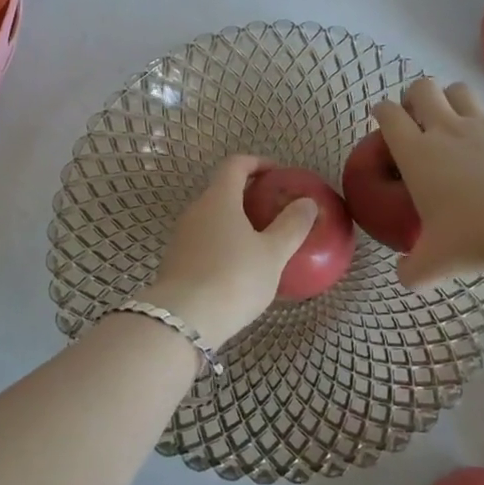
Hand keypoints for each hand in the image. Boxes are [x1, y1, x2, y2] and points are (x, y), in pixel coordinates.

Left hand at [141, 155, 317, 348]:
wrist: (182, 322)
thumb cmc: (233, 278)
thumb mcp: (272, 254)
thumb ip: (292, 226)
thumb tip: (307, 202)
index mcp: (219, 198)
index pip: (236, 164)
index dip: (257, 163)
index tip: (278, 173)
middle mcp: (196, 210)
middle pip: (222, 190)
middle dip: (249, 194)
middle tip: (275, 209)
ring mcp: (182, 236)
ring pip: (212, 217)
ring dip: (236, 221)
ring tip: (262, 241)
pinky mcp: (176, 261)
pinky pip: (204, 241)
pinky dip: (223, 243)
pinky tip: (240, 268)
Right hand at [372, 77, 483, 287]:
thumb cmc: (476, 235)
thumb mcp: (436, 262)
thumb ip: (413, 269)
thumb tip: (404, 277)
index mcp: (417, 153)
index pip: (389, 116)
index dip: (382, 111)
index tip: (382, 117)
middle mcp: (445, 128)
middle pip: (422, 87)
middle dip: (416, 95)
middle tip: (419, 116)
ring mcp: (482, 123)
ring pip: (459, 90)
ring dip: (452, 99)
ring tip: (455, 119)